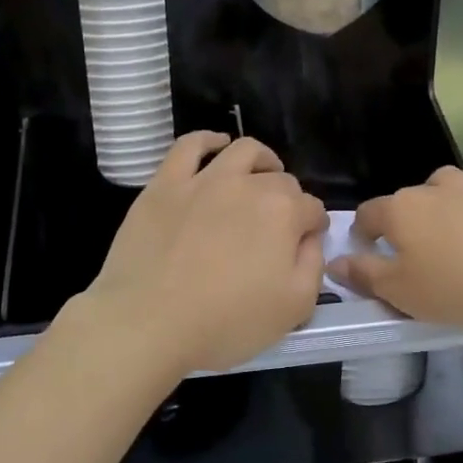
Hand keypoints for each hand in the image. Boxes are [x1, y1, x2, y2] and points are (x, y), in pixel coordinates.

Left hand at [81, 133, 327, 377]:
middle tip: (278, 224)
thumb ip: (313, 265)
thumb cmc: (225, 322)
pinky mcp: (165, 184)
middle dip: (289, 198)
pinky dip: (208, 140)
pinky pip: (189, 145)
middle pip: (280, 180)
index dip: (313, 226)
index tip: (306, 242)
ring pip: (242, 151)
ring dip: (261, 160)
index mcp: (283, 213)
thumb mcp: (294, 308)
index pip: (312, 209)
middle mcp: (248, 185)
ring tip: (261, 174)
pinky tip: (216, 145)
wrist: (148, 322)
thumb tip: (309, 238)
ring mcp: (203, 180)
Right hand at [327, 151, 462, 330]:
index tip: (367, 254)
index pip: (368, 213)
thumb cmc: (460, 287)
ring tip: (452, 226)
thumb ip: (365, 274)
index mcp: (402, 211)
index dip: (363, 232)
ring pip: (452, 182)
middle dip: (405, 220)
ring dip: (446, 198)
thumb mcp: (401, 293)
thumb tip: (335, 261)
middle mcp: (437, 190)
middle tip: (415, 254)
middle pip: (409, 198)